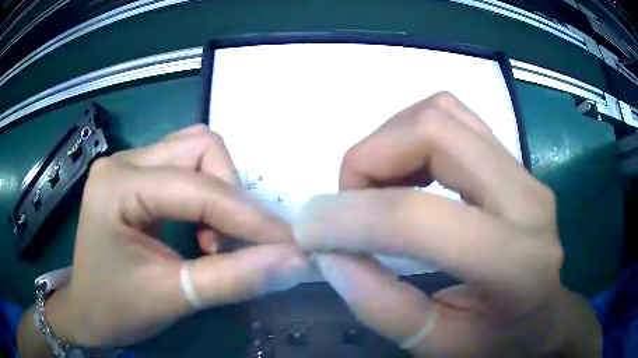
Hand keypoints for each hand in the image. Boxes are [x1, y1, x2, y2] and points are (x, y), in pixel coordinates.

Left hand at [45, 124, 308, 346]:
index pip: (197, 188)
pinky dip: (206, 195)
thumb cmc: (116, 307)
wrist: (87, 310)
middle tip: (228, 245)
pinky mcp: (138, 177)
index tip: (289, 244)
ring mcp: (130, 164)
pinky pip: (186, 168)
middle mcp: (124, 161)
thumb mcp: (172, 297)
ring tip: (212, 239)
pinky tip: (200, 229)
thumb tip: (293, 261)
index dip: (248, 217)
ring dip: (219, 192)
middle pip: (200, 148)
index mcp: (118, 185)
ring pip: (196, 152)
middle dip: (230, 195)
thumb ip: (233, 279)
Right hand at [293, 93, 599, 355]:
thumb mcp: (439, 346)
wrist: (545, 316)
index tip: (310, 230)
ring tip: (377, 188)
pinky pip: (454, 118)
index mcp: (516, 264)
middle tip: (350, 204)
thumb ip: (383, 308)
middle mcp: (527, 200)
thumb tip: (330, 254)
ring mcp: (524, 172)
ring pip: (443, 113)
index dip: (350, 217)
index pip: (422, 218)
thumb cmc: (498, 342)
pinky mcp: (515, 162)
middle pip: (435, 131)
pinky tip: (407, 173)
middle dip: (370, 158)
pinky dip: (412, 133)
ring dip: (390, 140)